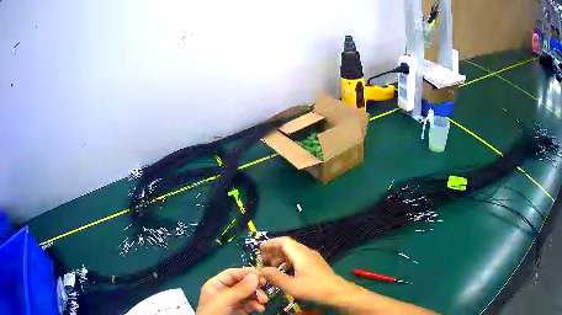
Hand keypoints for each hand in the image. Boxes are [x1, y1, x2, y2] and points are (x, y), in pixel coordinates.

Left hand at [197, 268, 268, 314]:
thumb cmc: (213, 313)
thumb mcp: (224, 300)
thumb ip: (239, 288)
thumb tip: (255, 275)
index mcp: (216, 285)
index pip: (232, 274)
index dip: (246, 273)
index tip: (261, 274)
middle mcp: (225, 292)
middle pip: (243, 284)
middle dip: (255, 287)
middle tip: (265, 287)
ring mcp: (233, 303)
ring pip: (249, 295)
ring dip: (258, 297)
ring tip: (264, 301)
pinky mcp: (240, 312)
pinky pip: (251, 305)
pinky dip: (257, 306)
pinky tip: (260, 309)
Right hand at [259, 237, 347, 303]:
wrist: (337, 292)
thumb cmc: (313, 288)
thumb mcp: (291, 285)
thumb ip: (275, 277)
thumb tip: (261, 270)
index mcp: (300, 253)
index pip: (283, 241)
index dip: (270, 243)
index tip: (260, 249)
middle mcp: (307, 252)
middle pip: (288, 246)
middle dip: (274, 252)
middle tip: (263, 260)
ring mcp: (313, 258)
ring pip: (294, 253)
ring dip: (281, 258)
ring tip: (272, 268)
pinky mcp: (316, 264)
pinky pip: (299, 258)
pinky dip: (289, 262)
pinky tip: (286, 272)